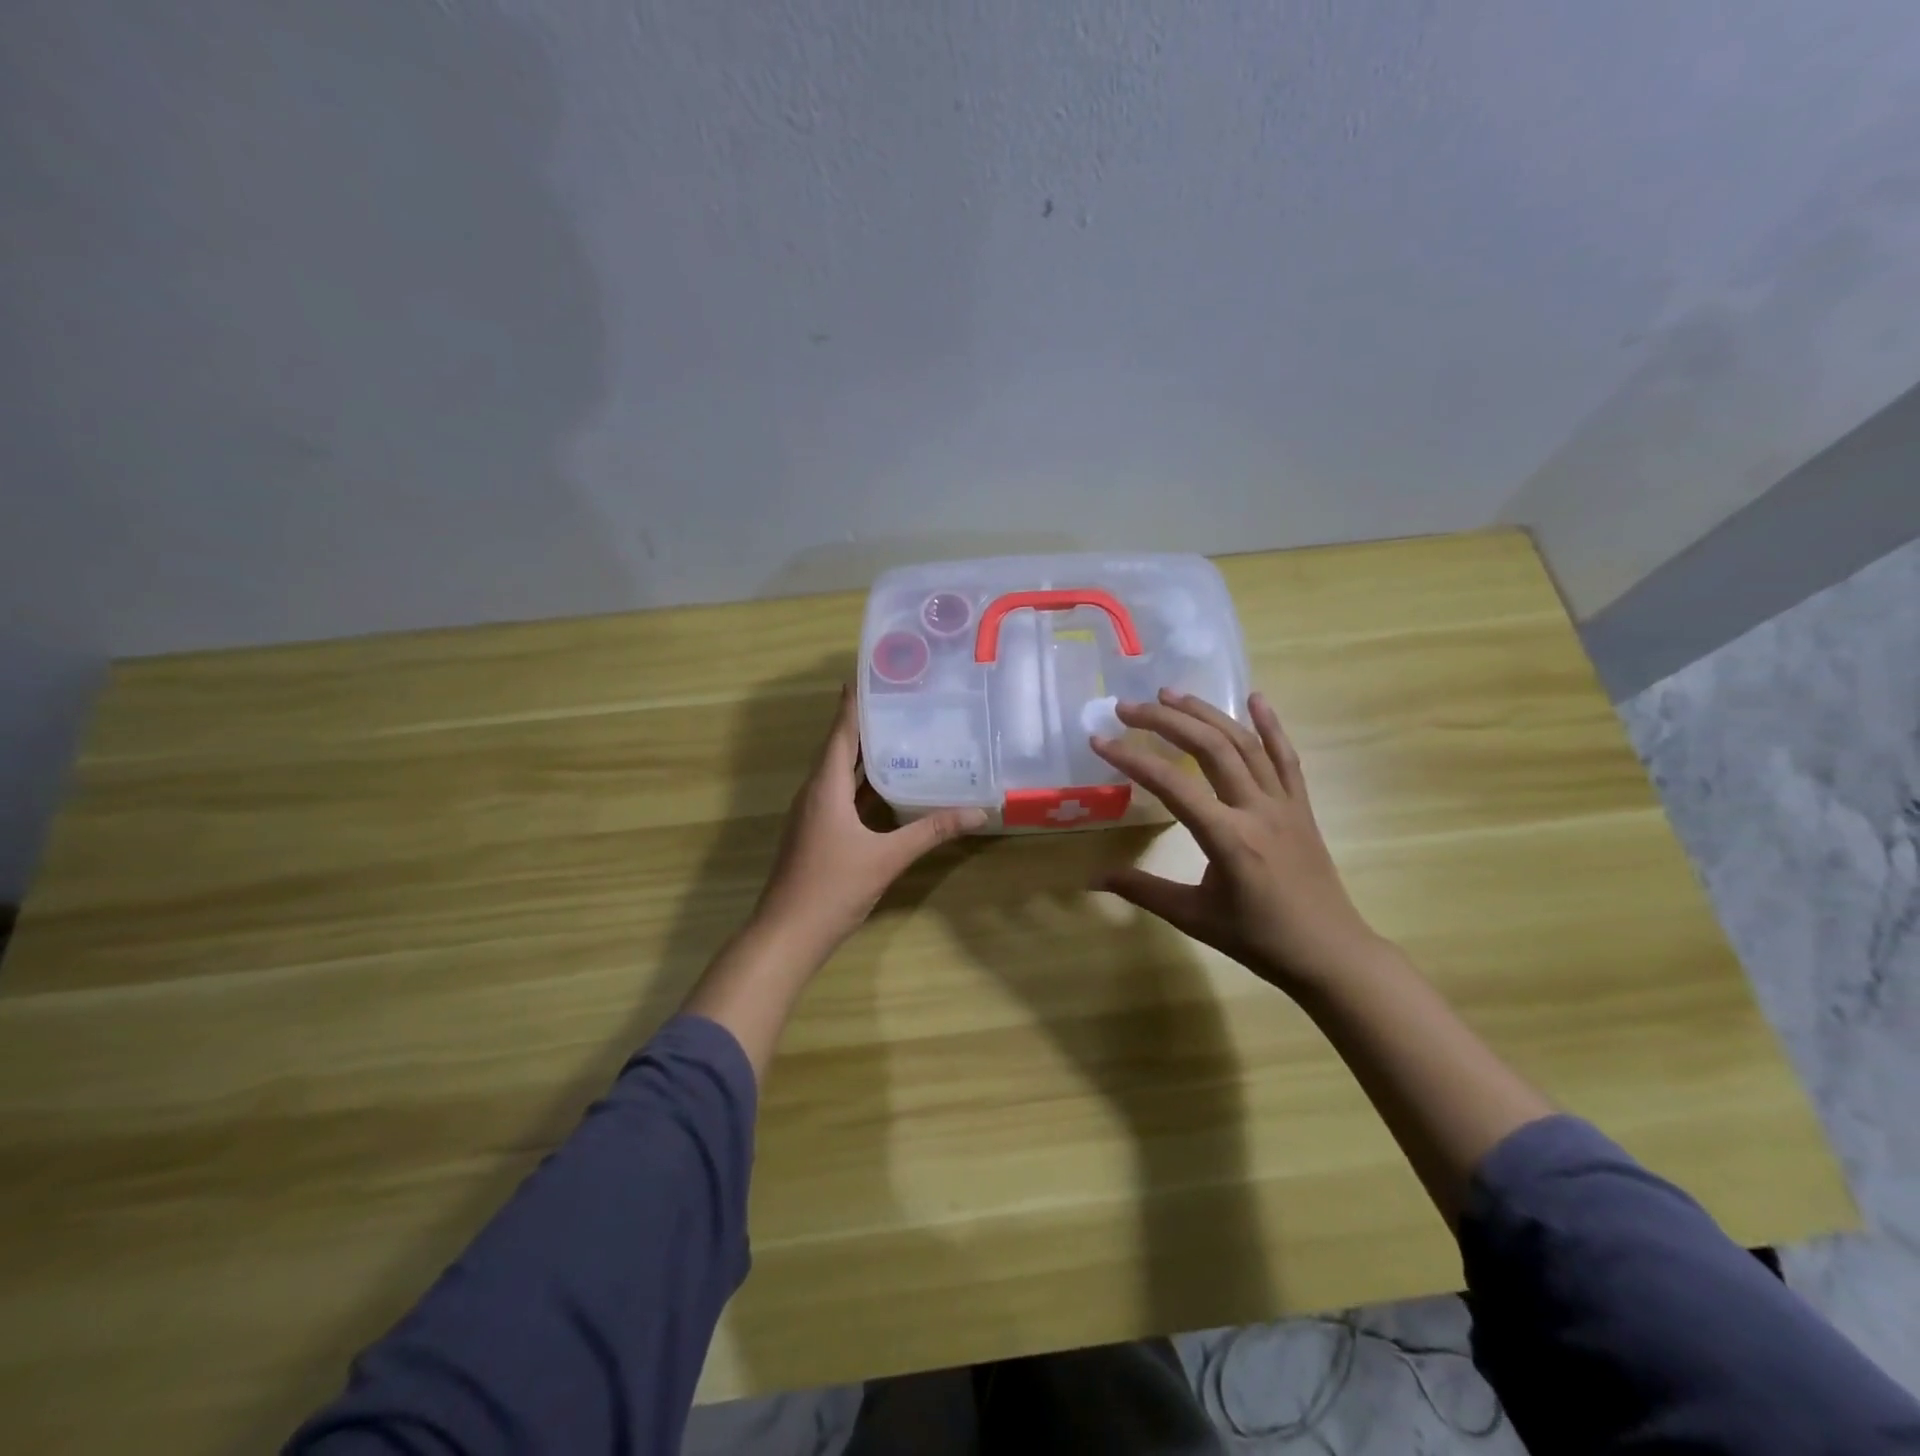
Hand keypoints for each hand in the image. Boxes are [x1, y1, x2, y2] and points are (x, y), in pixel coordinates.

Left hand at [751, 685, 986, 957]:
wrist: (787, 934)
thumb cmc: (832, 888)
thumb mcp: (887, 857)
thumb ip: (931, 831)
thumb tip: (978, 812)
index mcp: (825, 787)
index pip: (840, 732)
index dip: (854, 702)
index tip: (871, 673)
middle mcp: (815, 792)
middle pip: (840, 747)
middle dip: (866, 723)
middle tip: (900, 699)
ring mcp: (813, 814)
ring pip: (840, 772)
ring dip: (864, 753)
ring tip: (899, 733)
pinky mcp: (816, 832)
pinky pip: (841, 794)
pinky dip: (862, 782)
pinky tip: (887, 785)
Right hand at [1090, 689, 1385, 992]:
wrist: (1330, 954)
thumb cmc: (1259, 940)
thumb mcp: (1194, 917)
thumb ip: (1143, 890)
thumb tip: (1092, 879)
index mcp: (1228, 838)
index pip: (1172, 785)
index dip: (1132, 759)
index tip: (1100, 740)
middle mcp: (1257, 809)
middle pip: (1210, 748)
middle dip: (1166, 721)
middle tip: (1128, 707)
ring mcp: (1284, 803)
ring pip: (1244, 744)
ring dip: (1206, 713)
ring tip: (1171, 695)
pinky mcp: (1301, 806)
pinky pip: (1286, 758)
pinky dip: (1271, 725)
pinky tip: (1256, 698)